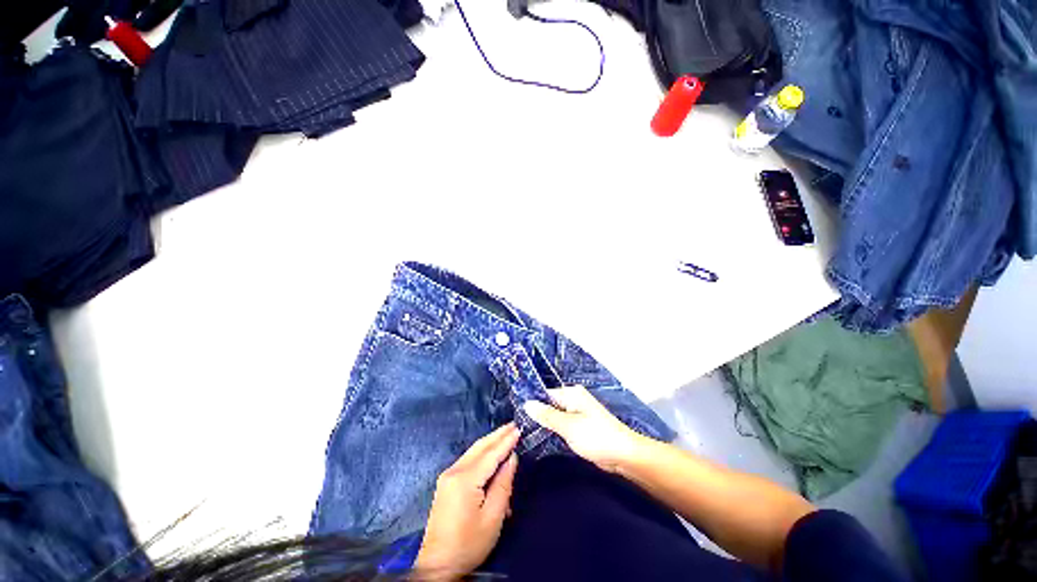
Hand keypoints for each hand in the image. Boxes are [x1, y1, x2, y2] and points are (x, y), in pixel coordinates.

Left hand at [414, 423, 519, 579]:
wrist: (437, 565)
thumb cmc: (468, 544)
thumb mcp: (492, 517)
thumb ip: (503, 484)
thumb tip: (511, 459)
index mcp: (465, 479)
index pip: (491, 454)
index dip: (506, 441)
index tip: (519, 429)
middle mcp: (454, 471)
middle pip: (480, 447)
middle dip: (497, 435)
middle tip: (513, 425)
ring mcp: (448, 476)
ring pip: (473, 451)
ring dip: (490, 442)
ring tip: (505, 433)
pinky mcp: (446, 483)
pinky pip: (468, 461)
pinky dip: (482, 453)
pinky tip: (491, 452)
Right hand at [524, 385, 646, 472]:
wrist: (623, 455)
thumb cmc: (596, 436)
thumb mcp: (568, 425)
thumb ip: (546, 415)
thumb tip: (527, 403)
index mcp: (571, 393)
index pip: (545, 393)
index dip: (532, 403)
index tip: (516, 413)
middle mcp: (574, 400)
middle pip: (549, 404)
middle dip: (537, 414)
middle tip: (519, 426)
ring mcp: (577, 414)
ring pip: (555, 416)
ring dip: (545, 423)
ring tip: (525, 432)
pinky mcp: (580, 427)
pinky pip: (562, 425)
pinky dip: (554, 430)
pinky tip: (541, 438)